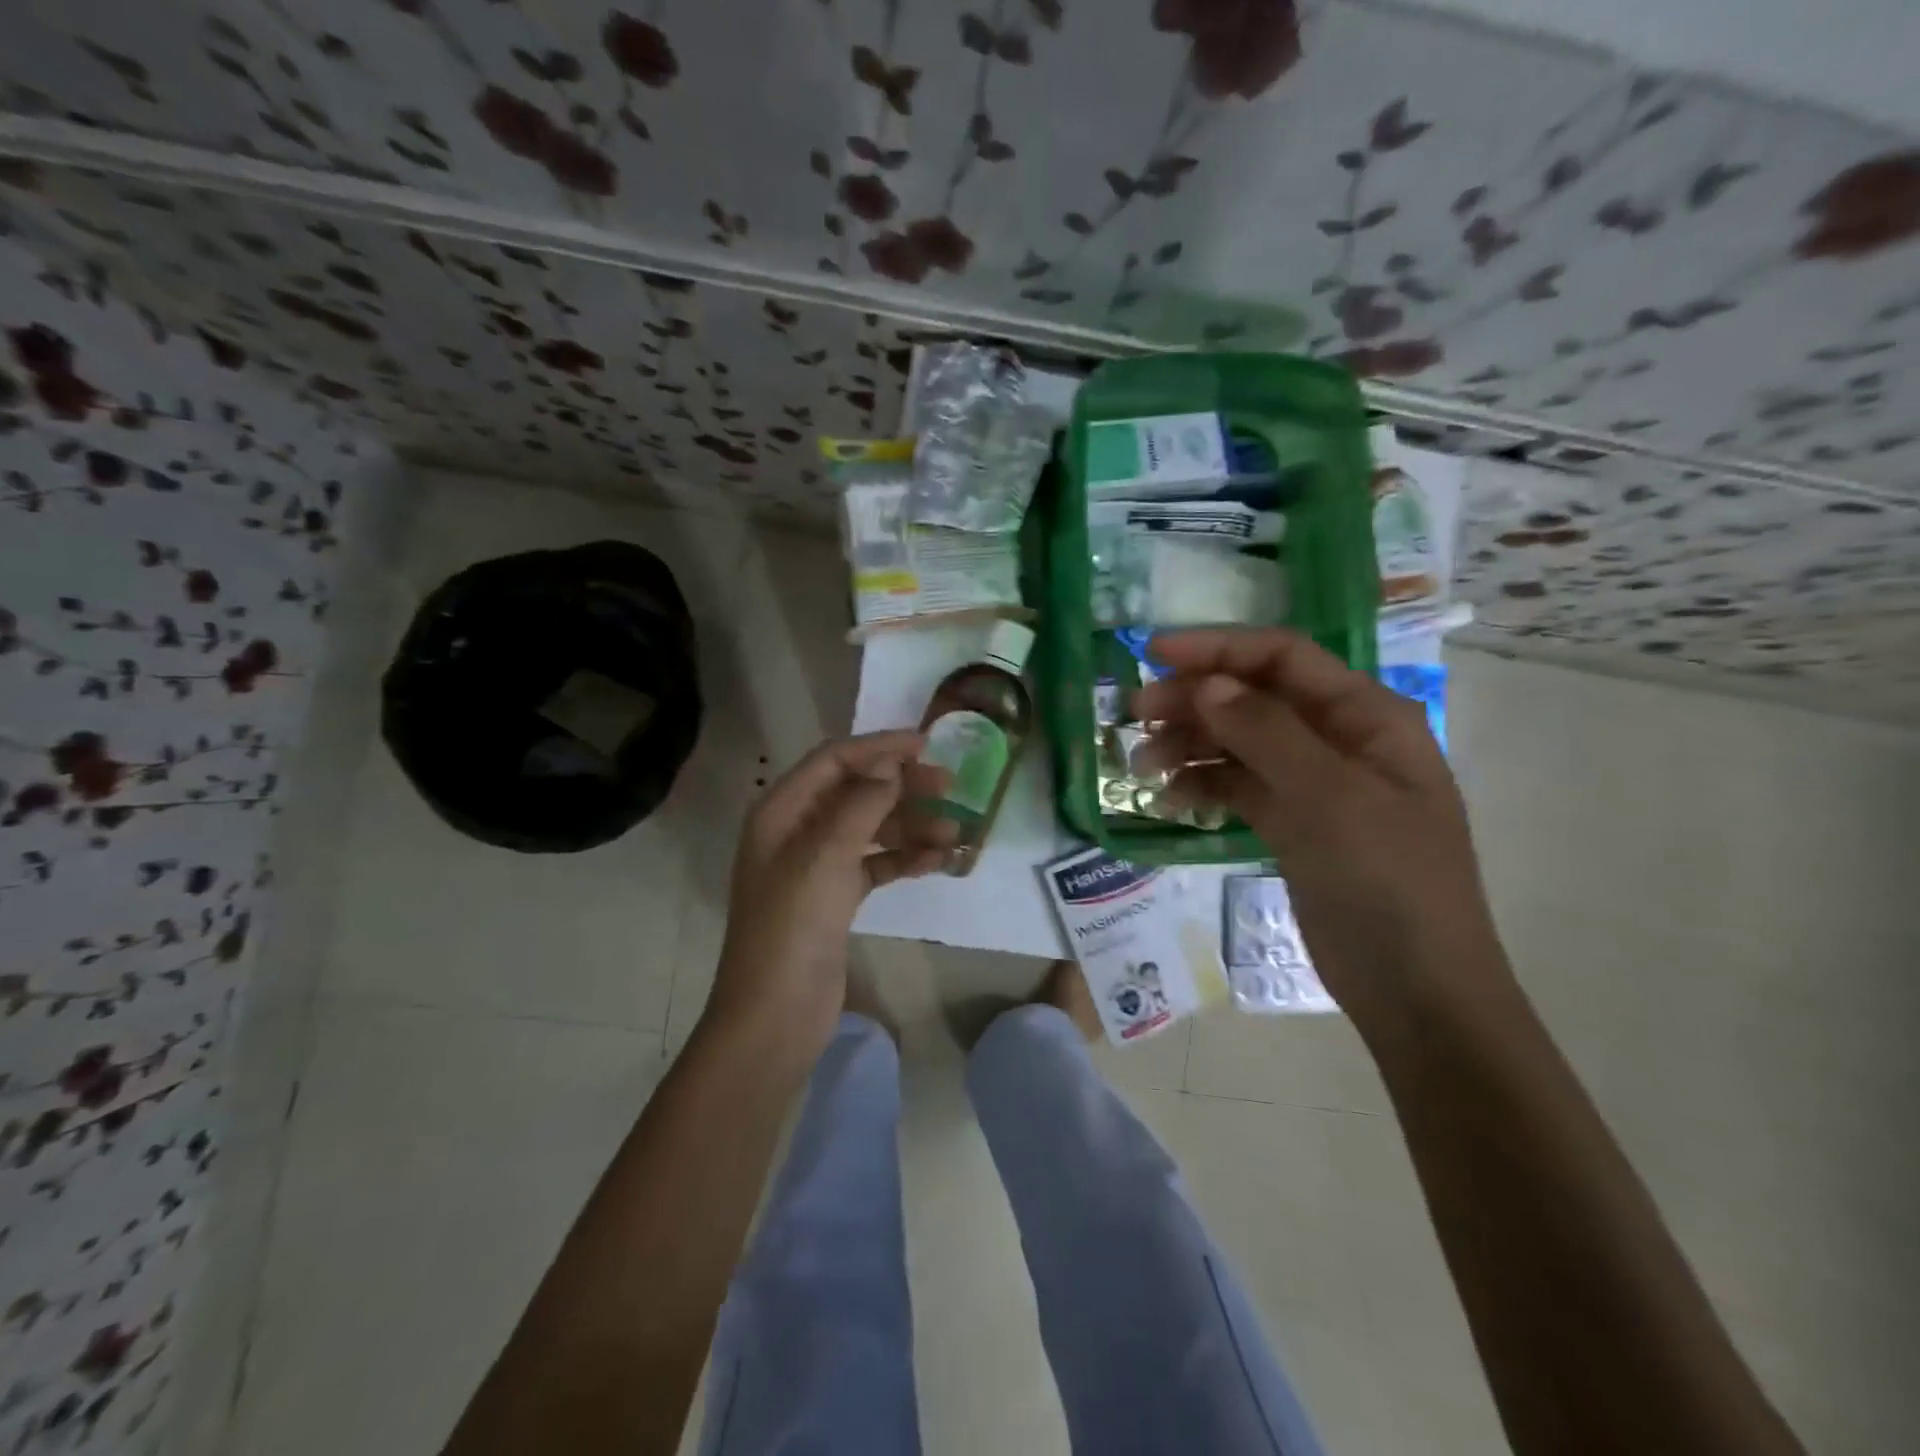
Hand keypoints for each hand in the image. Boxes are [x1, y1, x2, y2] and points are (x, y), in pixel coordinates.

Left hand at [705, 731, 955, 1059]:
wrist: (775, 1014)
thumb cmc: (793, 925)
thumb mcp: (825, 855)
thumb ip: (860, 804)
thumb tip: (891, 766)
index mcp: (782, 811)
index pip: (835, 760)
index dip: (880, 748)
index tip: (927, 745)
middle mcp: (798, 830)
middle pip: (856, 791)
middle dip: (902, 787)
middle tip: (950, 788)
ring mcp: (817, 865)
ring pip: (871, 829)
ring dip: (911, 826)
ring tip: (954, 835)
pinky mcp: (836, 897)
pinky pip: (876, 864)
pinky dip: (904, 859)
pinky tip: (937, 862)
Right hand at [1133, 628, 1506, 1033]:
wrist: (1416, 990)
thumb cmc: (1387, 883)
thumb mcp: (1329, 800)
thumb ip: (1266, 734)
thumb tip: (1207, 685)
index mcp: (1366, 716)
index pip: (1282, 658)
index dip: (1217, 648)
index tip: (1152, 653)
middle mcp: (1339, 738)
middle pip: (1254, 697)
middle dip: (1193, 700)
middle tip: (1134, 715)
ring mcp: (1315, 782)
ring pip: (1240, 742)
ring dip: (1190, 745)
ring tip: (1142, 767)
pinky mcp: (1293, 822)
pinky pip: (1239, 786)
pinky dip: (1204, 786)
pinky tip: (1170, 802)